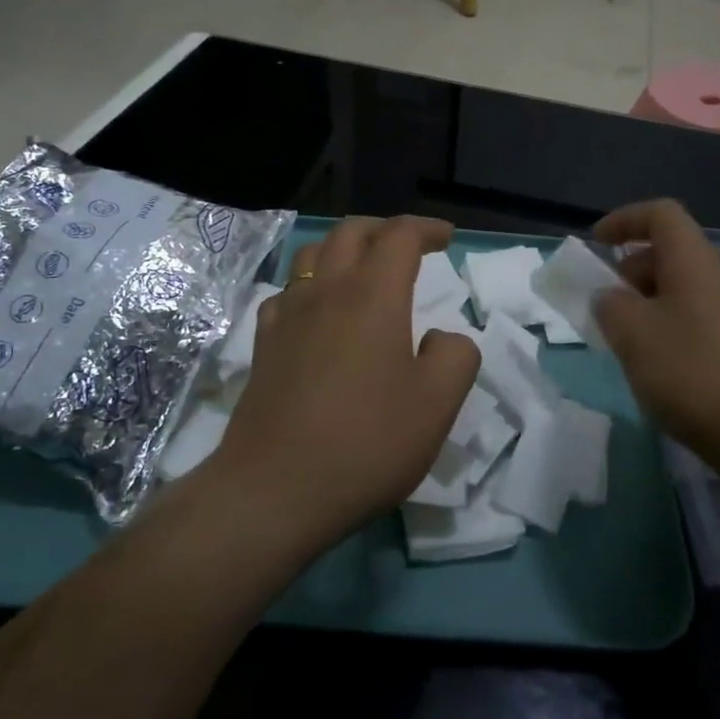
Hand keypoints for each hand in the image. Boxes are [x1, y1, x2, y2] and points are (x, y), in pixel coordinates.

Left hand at [212, 216, 480, 547]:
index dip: (427, 229)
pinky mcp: (263, 344)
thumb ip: (456, 356)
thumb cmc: (366, 442)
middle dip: (384, 228)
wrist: (274, 490)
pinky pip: (287, 292)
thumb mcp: (437, 405)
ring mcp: (288, 315)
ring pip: (312, 255)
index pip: (399, 235)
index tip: (447, 239)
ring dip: (344, 248)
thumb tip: (442, 338)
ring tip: (363, 269)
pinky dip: (310, 285)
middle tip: (409, 246)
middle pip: (351, 232)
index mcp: (373, 295)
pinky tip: (318, 312)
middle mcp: (326, 291)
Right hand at [592, 200, 719, 466]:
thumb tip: (611, 298)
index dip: (625, 219)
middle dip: (629, 269)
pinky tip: (653, 365)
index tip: (596, 243)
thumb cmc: (691, 373)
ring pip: (679, 289)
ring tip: (623, 339)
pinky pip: (692, 318)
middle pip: (669, 252)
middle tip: (604, 304)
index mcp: (694, 263)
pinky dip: (664, 327)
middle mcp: (717, 279)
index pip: (661, 215)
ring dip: (644, 302)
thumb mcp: (633, 334)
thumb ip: (610, 305)